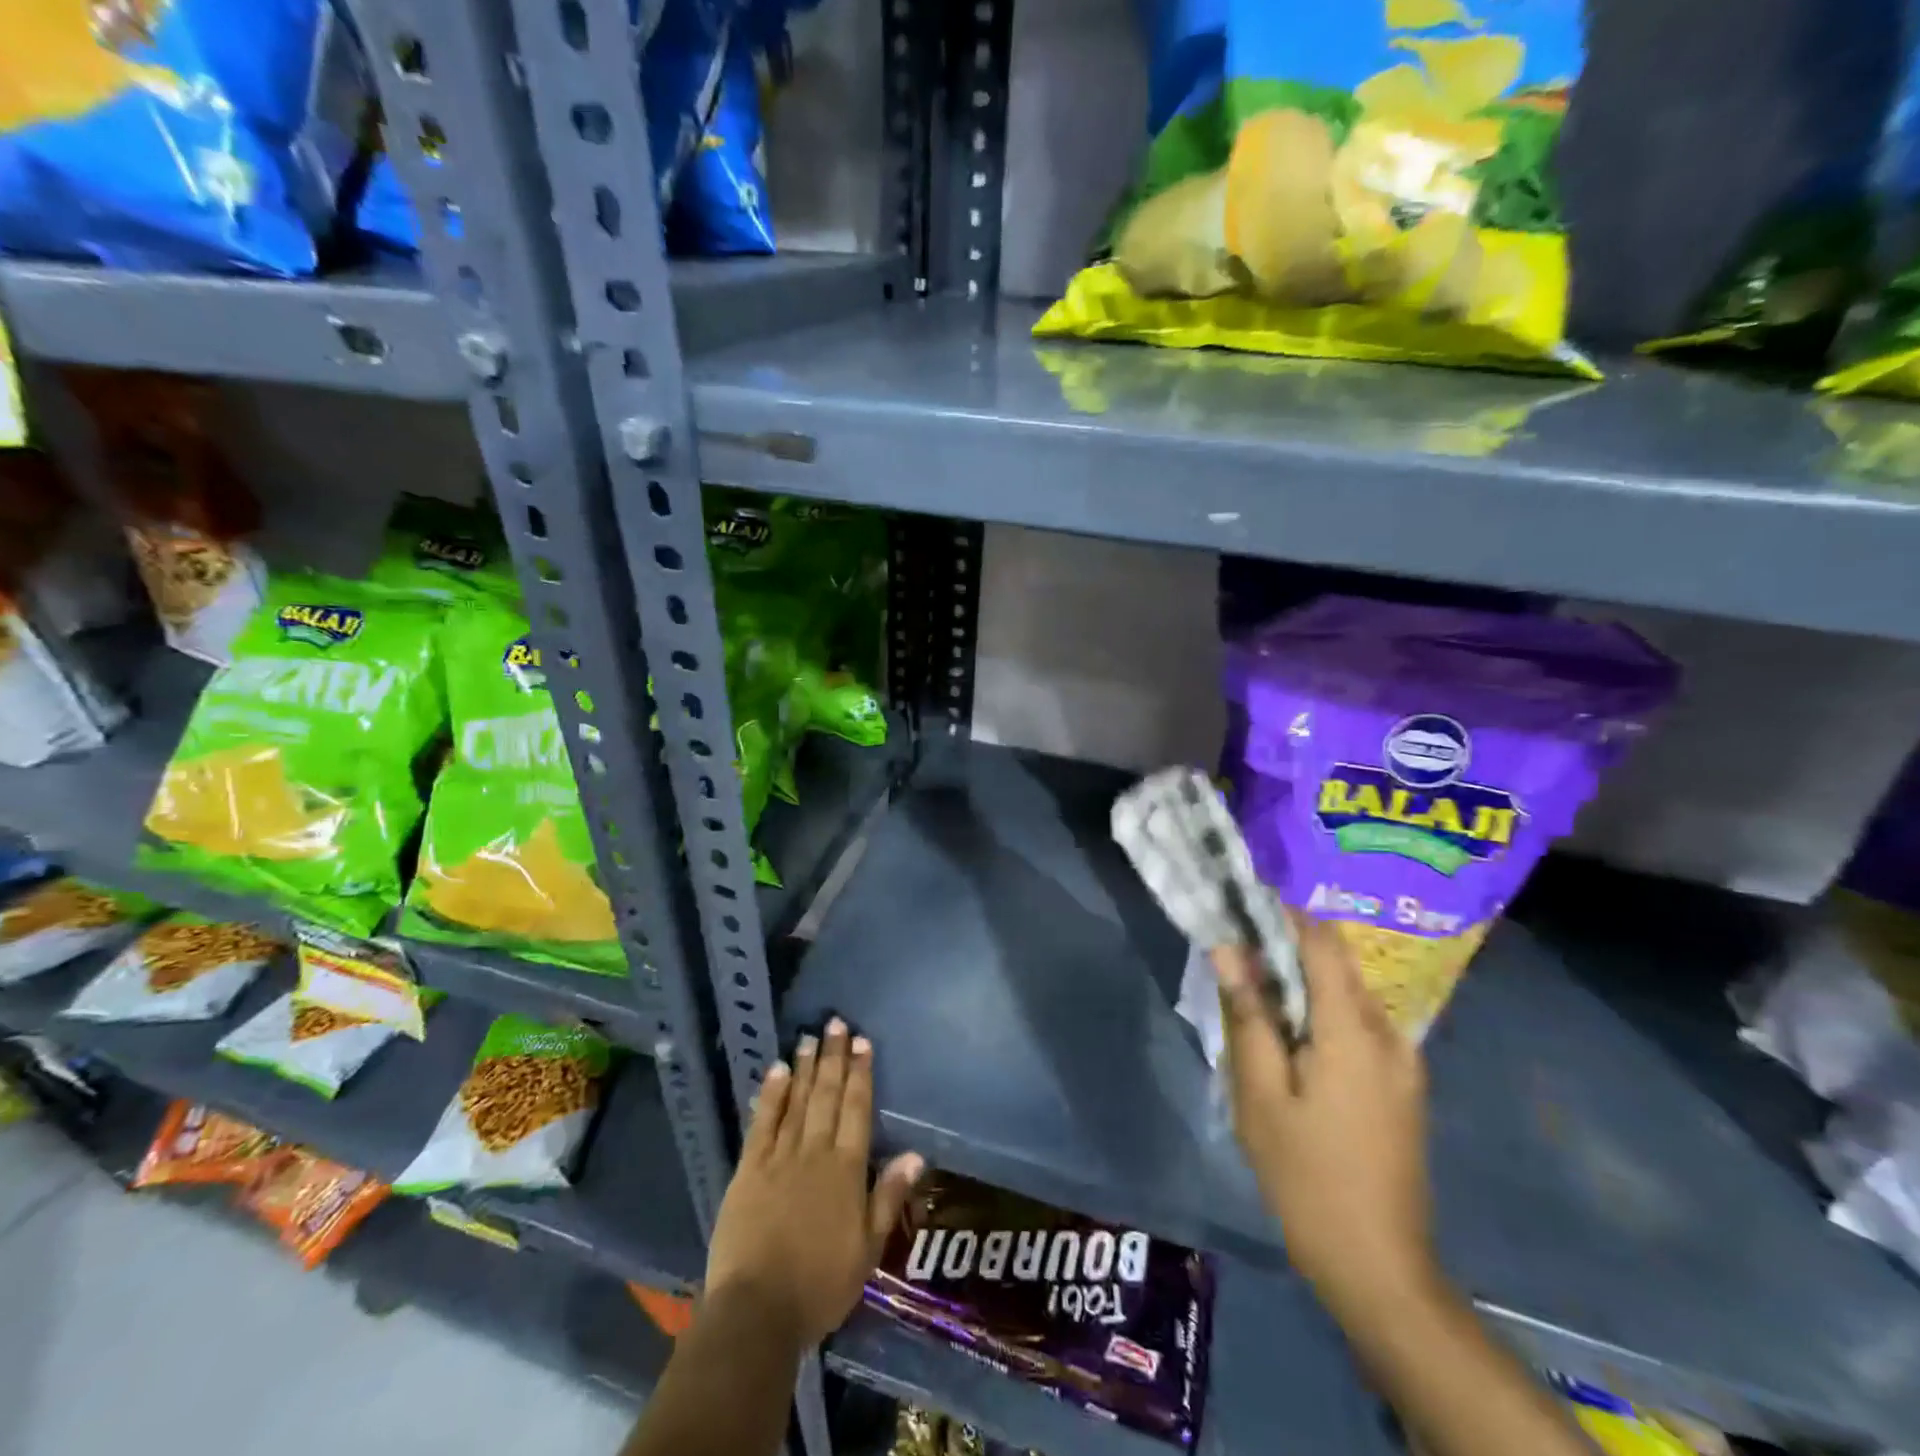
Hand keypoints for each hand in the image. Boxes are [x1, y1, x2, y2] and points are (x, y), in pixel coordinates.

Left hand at [704, 1018, 924, 1347]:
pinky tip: (775, 1070)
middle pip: (826, 1095)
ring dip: (804, 1067)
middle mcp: (815, 1152)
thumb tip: (916, 1154)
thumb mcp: (868, 1250)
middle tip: (835, 1023)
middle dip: (833, 1058)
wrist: (757, 1312)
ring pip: (796, 1101)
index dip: (860, 1073)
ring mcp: (779, 1158)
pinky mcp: (748, 1170)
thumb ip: (888, 1197)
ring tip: (809, 1037)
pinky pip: (762, 1123)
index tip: (862, 1042)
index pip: (857, 1109)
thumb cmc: (820, 1285)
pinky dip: (770, 1095)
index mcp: (846, 1170)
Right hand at [1212, 916, 1436, 1322]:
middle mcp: (1389, 1034)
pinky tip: (1290, 1027)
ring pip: (1349, 993)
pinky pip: (1359, 1023)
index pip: (1322, 943)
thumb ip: (1247, 1015)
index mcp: (1352, 1031)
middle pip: (1338, 964)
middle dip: (1290, 942)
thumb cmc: (1307, 1175)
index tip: (1247, 891)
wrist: (1379, 1265)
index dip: (1286, 911)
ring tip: (1256, 977)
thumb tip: (1229, 949)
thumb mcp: (1259, 1094)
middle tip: (1239, 935)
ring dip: (1305, 977)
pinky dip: (1322, 1008)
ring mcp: (1404, 1062)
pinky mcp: (1403, 1084)